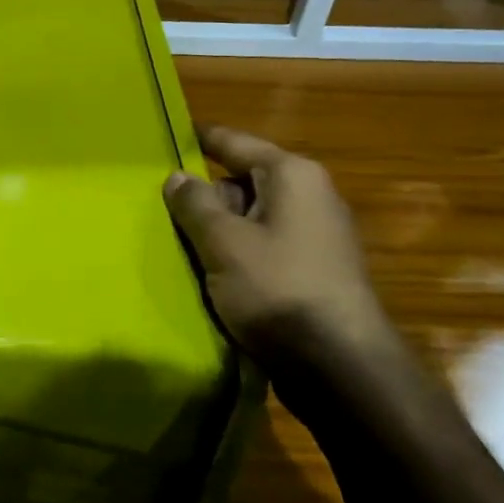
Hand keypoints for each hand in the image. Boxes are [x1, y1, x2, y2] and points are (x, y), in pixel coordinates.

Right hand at [162, 126, 394, 369]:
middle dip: (205, 197)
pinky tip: (212, 276)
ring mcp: (316, 236)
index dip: (200, 139)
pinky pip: (265, 249)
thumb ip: (195, 205)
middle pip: (243, 182)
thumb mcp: (223, 242)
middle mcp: (310, 196)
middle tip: (162, 211)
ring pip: (252, 219)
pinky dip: (238, 255)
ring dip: (219, 231)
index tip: (169, 134)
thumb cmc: (278, 289)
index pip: (235, 142)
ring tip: (179, 246)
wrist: (341, 368)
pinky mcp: (314, 272)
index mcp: (292, 176)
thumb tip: (178, 177)